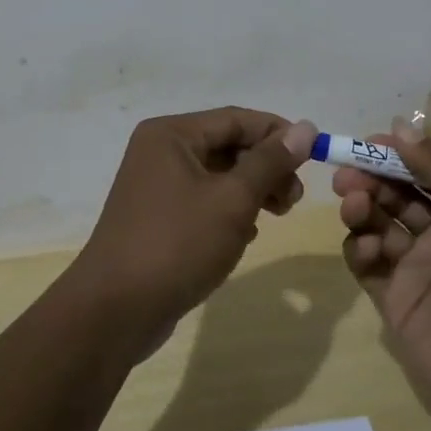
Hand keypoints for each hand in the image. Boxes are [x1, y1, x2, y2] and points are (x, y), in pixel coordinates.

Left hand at [70, 108, 317, 353]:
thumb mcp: (232, 200)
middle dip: (266, 167)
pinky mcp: (158, 217)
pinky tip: (247, 235)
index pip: (237, 119)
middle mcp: (161, 151)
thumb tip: (305, 128)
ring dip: (252, 190)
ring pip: (218, 175)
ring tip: (278, 215)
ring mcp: (156, 185)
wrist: (115, 311)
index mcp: (172, 134)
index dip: (278, 133)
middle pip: (228, 145)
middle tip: (294, 198)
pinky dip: (230, 211)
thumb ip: (270, 162)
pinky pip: (204, 200)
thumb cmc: (177, 244)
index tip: (314, 156)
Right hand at [336, 120, 430, 422]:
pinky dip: (359, 250)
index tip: (368, 143)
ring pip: (377, 227)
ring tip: (354, 204)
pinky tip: (364, 247)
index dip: (397, 156)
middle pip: (396, 197)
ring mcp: (417, 269)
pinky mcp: (396, 301)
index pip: (426, 173)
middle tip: (347, 174)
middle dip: (371, 180)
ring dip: (362, 210)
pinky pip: (368, 266)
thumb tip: (400, 125)